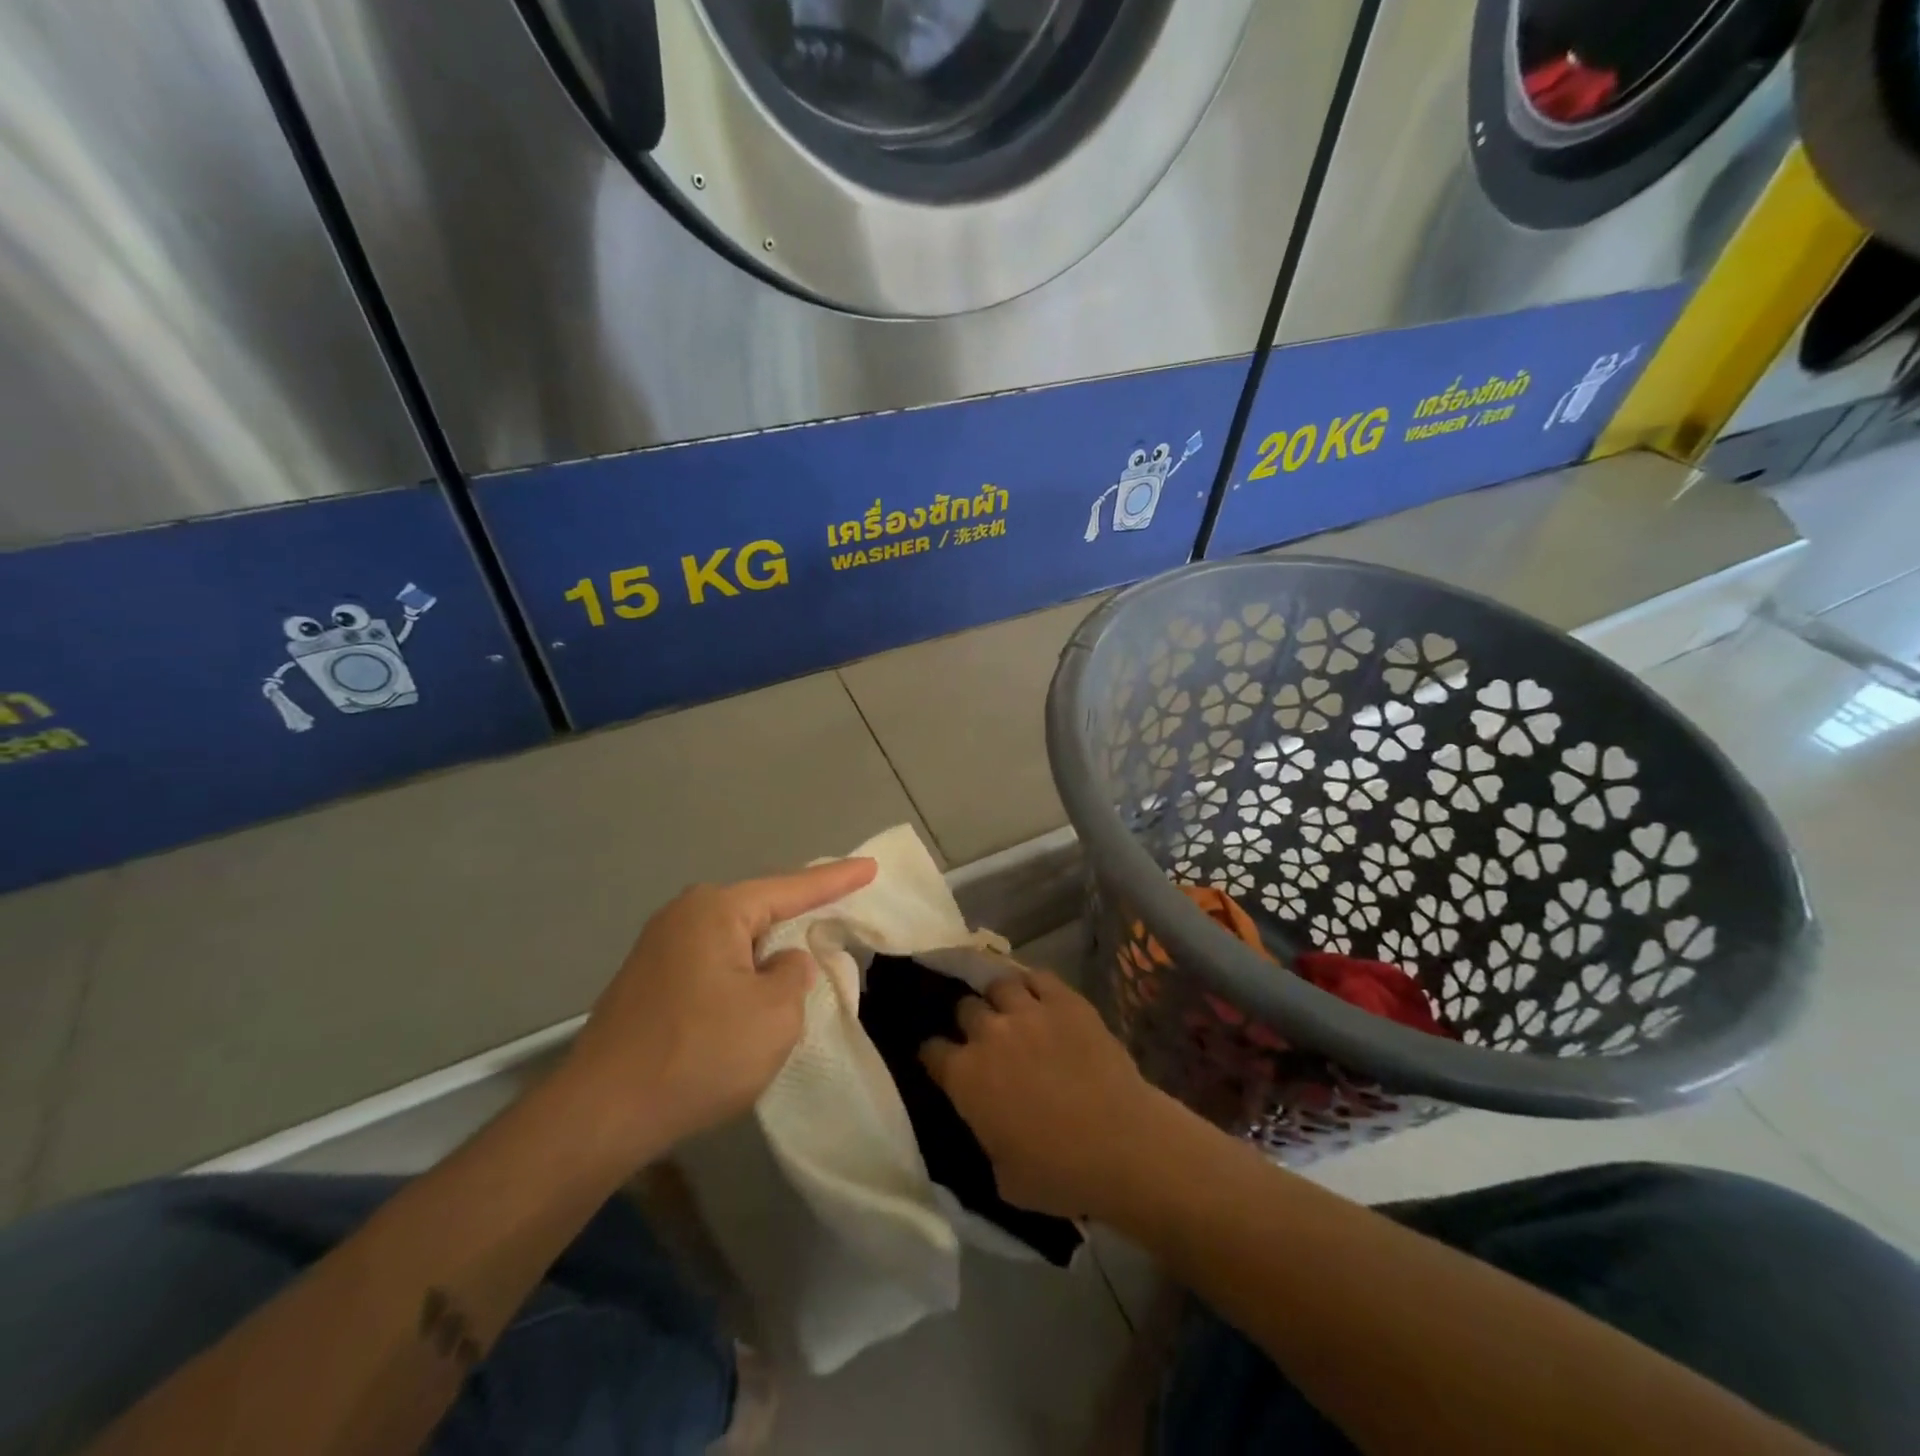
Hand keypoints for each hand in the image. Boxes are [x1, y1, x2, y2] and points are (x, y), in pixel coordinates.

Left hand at [561, 858, 877, 1155]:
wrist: (599, 1116)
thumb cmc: (698, 1054)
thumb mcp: (773, 1015)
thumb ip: (794, 976)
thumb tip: (783, 963)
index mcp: (716, 911)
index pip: (792, 888)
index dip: (836, 880)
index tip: (870, 866)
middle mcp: (683, 916)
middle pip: (759, 909)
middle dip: (798, 916)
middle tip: (838, 911)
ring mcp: (658, 949)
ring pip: (734, 940)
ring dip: (767, 953)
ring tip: (800, 960)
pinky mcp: (647, 984)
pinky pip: (712, 964)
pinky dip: (740, 974)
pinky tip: (750, 997)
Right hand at [921, 969, 1170, 1219]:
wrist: (1123, 1145)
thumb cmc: (1059, 1174)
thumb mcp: (1001, 1175)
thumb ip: (983, 1135)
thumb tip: (985, 1120)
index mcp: (965, 1077)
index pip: (931, 1051)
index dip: (935, 1056)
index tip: (943, 1063)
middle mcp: (989, 1033)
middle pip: (965, 1008)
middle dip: (969, 1022)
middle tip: (984, 1038)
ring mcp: (1029, 1010)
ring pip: (999, 984)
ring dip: (999, 998)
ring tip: (1011, 1010)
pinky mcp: (1066, 1000)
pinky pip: (1039, 977)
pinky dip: (1034, 985)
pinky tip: (1039, 998)